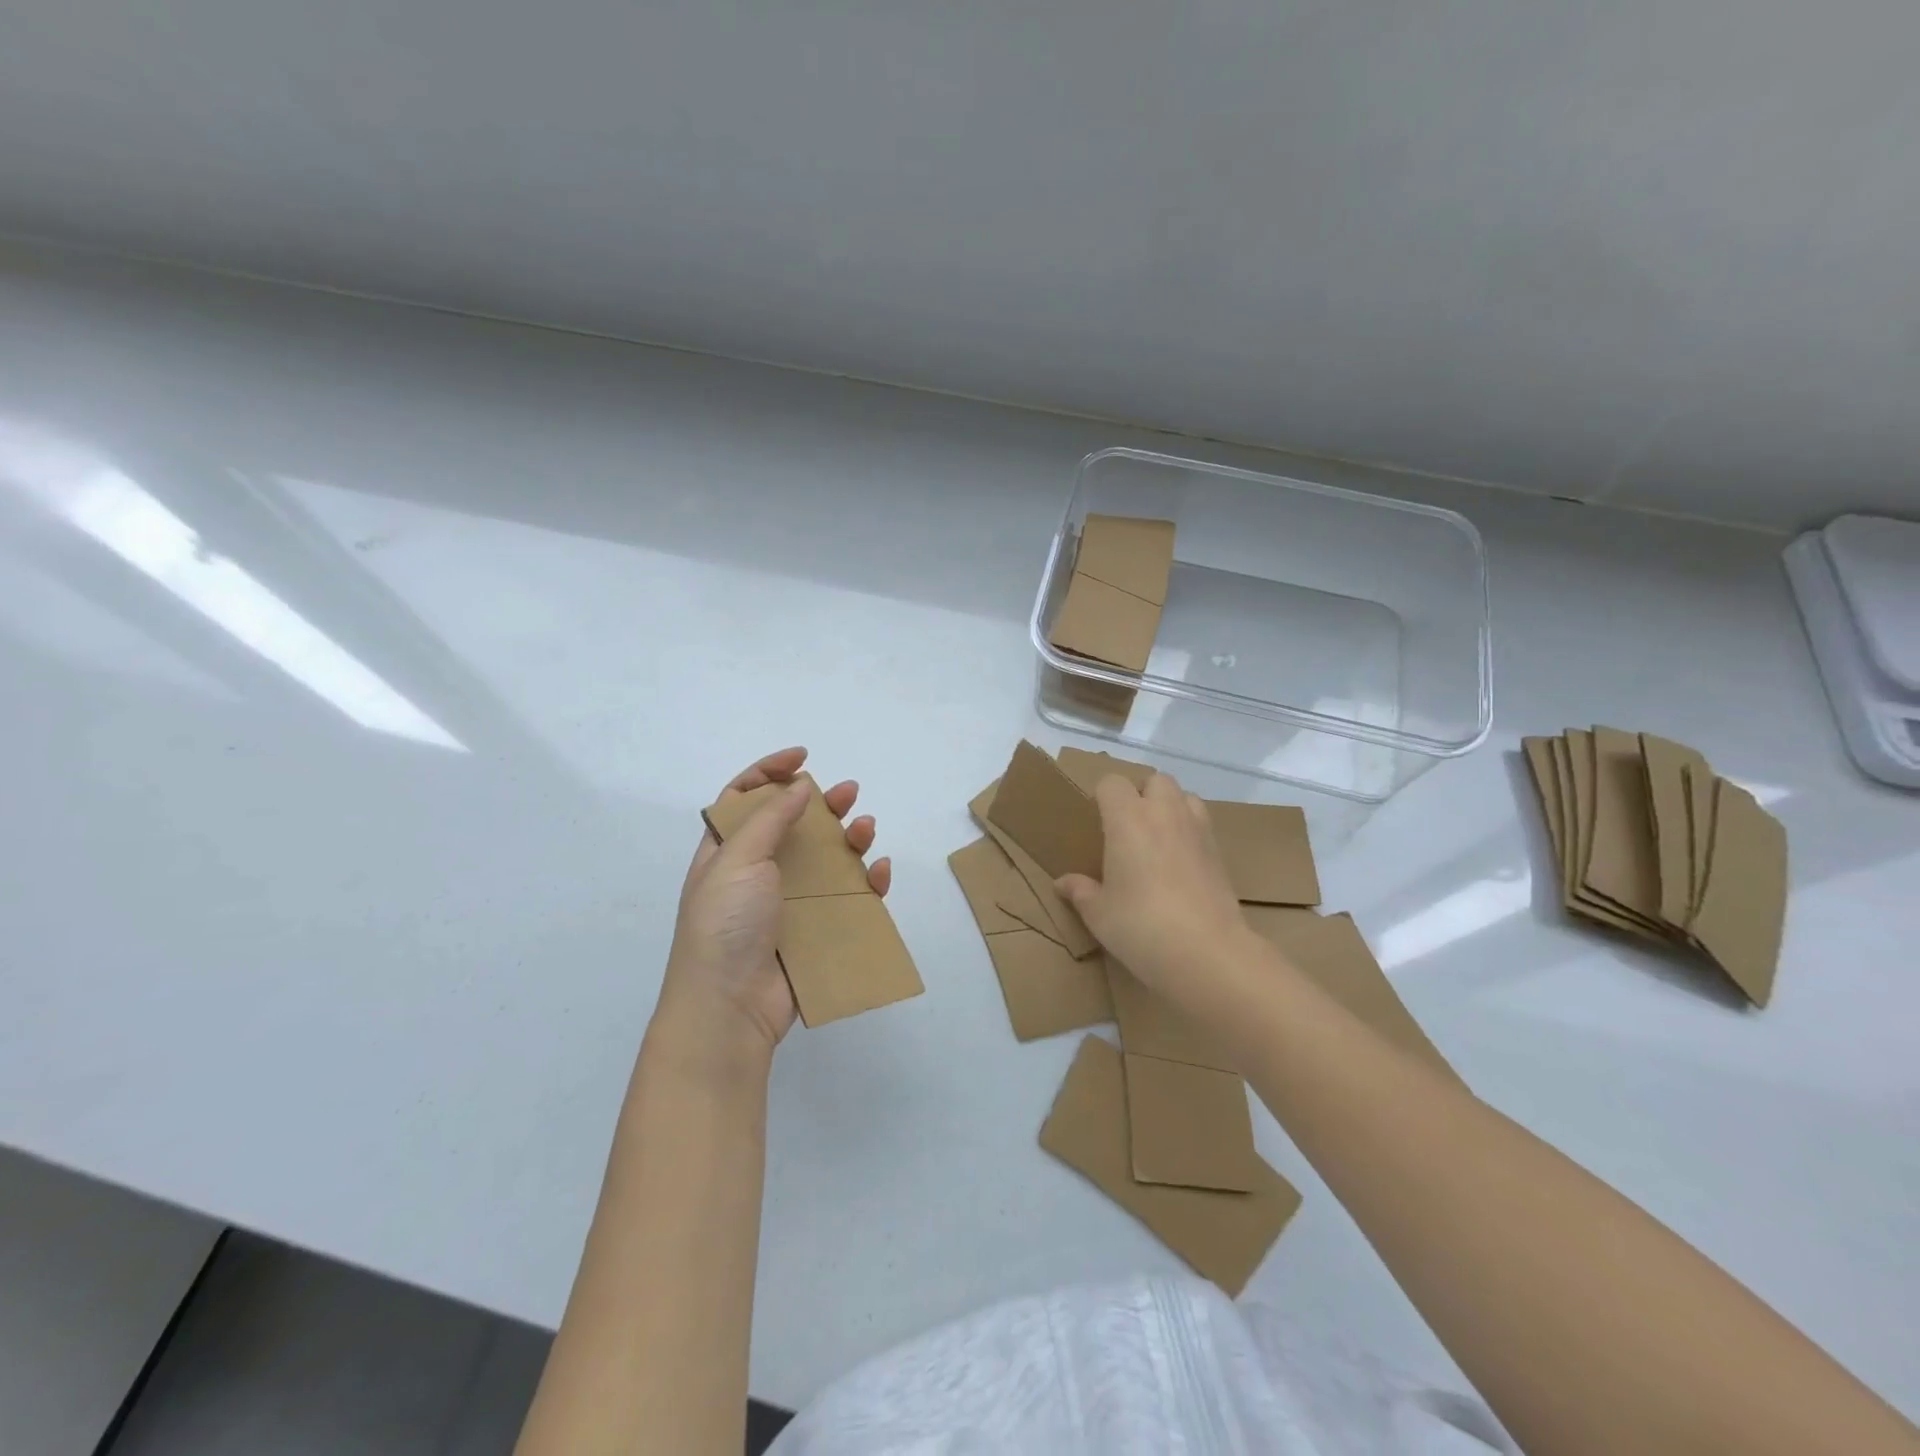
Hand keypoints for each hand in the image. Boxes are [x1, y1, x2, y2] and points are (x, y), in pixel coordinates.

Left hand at [656, 747, 891, 1060]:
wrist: (730, 1008)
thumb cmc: (724, 925)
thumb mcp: (737, 860)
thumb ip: (770, 819)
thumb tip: (797, 786)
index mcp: (727, 851)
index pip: (744, 798)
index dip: (770, 772)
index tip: (803, 758)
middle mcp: (757, 871)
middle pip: (793, 825)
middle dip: (821, 804)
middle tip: (849, 793)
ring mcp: (788, 902)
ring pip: (826, 859)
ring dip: (848, 839)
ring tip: (866, 829)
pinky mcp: (815, 930)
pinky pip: (847, 898)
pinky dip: (866, 882)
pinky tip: (878, 871)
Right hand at [1055, 771, 1248, 1006]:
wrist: (1206, 951)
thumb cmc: (1140, 925)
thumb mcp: (1098, 913)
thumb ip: (1080, 891)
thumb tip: (1063, 883)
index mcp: (1127, 818)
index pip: (1112, 783)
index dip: (1103, 797)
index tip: (1097, 822)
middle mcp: (1164, 813)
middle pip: (1155, 779)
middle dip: (1141, 794)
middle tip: (1128, 828)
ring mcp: (1197, 829)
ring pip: (1185, 796)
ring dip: (1170, 807)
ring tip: (1157, 839)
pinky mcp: (1219, 851)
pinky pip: (1201, 824)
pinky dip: (1190, 831)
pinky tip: (1180, 863)